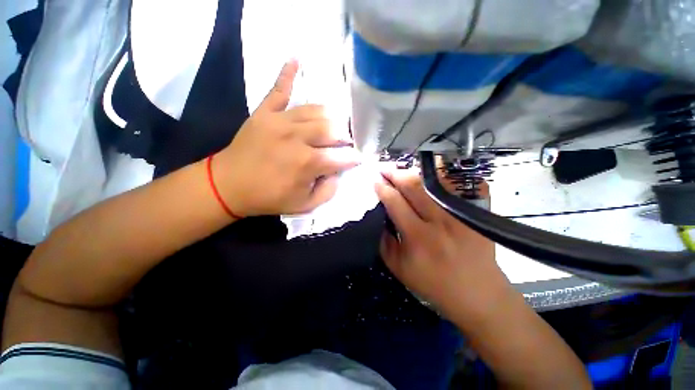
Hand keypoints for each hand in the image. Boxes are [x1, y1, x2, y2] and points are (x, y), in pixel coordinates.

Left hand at [214, 60, 360, 216]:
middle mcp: (298, 138)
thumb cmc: (269, 198)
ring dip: (330, 116)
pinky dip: (288, 74)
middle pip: (332, 129)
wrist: (228, 186)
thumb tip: (337, 172)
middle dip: (345, 137)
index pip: (342, 157)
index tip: (358, 158)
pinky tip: (297, 58)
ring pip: (315, 110)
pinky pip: (279, 89)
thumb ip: (327, 191)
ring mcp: (280, 121)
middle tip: (346, 142)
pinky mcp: (264, 112)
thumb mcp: (304, 205)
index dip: (353, 158)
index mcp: (308, 163)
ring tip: (334, 123)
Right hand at [375, 168, 510, 320]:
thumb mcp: (398, 267)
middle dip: (395, 174)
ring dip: (413, 173)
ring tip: (400, 171)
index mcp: (418, 237)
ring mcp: (460, 214)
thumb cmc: (433, 284)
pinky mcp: (474, 213)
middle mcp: (440, 221)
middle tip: (384, 168)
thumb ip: (383, 240)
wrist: (478, 294)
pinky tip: (427, 173)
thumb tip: (377, 215)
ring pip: (433, 183)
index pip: (395, 202)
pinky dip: (439, 176)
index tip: (375, 181)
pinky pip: (455, 186)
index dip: (383, 188)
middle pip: (414, 186)